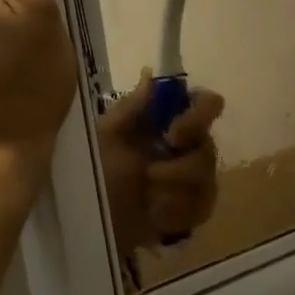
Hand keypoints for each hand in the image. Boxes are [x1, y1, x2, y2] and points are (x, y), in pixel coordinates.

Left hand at [98, 73, 224, 252]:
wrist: (86, 220)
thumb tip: (150, 73)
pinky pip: (200, 209)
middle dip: (179, 168)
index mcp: (168, 121)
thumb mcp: (105, 138)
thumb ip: (131, 108)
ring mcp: (194, 180)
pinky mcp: (193, 210)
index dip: (200, 116)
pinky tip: (154, 215)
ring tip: (146, 199)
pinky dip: (175, 213)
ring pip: (207, 182)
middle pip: (208, 149)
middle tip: (150, 175)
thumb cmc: (95, 171)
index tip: (173, 135)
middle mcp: (188, 146)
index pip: (208, 104)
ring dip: (173, 193)